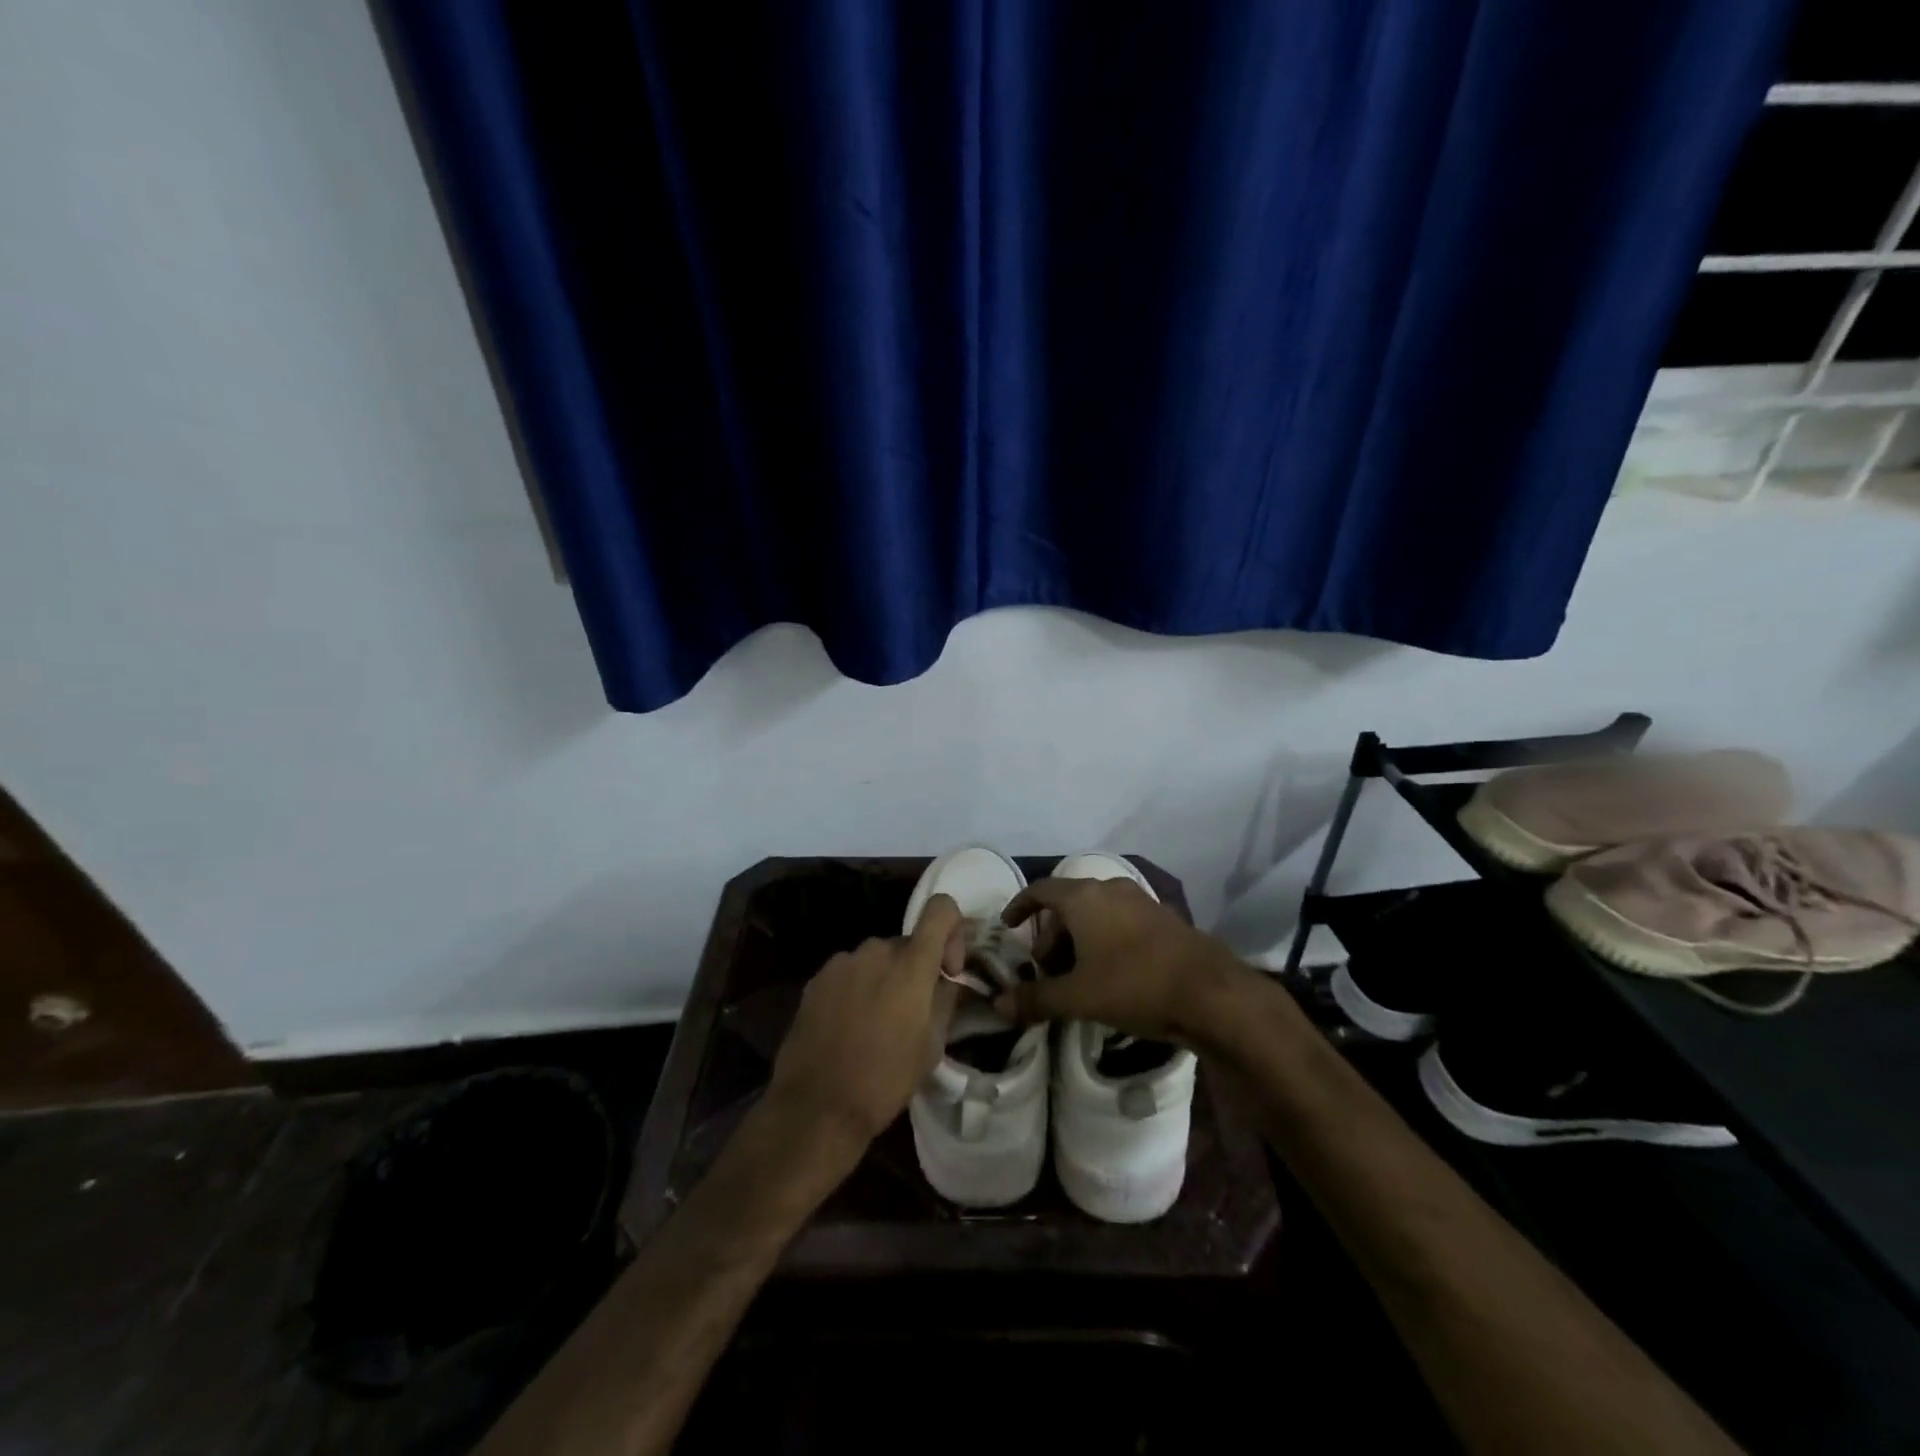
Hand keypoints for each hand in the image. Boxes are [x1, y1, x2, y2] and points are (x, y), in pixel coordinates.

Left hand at [766, 894, 964, 1147]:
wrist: (816, 1107)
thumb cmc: (884, 1079)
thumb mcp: (932, 1046)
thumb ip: (945, 1000)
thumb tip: (947, 980)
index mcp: (910, 964)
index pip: (941, 909)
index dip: (953, 929)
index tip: (948, 970)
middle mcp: (875, 950)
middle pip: (907, 944)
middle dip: (915, 970)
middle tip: (912, 1013)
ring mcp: (841, 962)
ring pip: (876, 960)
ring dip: (884, 980)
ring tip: (876, 1024)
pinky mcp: (816, 979)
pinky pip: (849, 973)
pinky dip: (857, 989)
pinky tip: (849, 1027)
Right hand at [992, 877, 1239, 1040]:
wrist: (1210, 992)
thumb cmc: (1134, 984)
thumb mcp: (1078, 997)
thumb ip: (1036, 999)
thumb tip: (999, 1005)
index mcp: (1083, 898)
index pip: (1041, 890)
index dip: (1021, 906)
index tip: (1009, 926)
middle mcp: (1110, 889)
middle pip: (1068, 903)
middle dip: (1051, 934)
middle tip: (1046, 969)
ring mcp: (1141, 901)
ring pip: (1097, 913)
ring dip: (1079, 939)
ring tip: (1077, 976)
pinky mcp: (1163, 918)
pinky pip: (1121, 921)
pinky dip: (1105, 940)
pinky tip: (1110, 974)